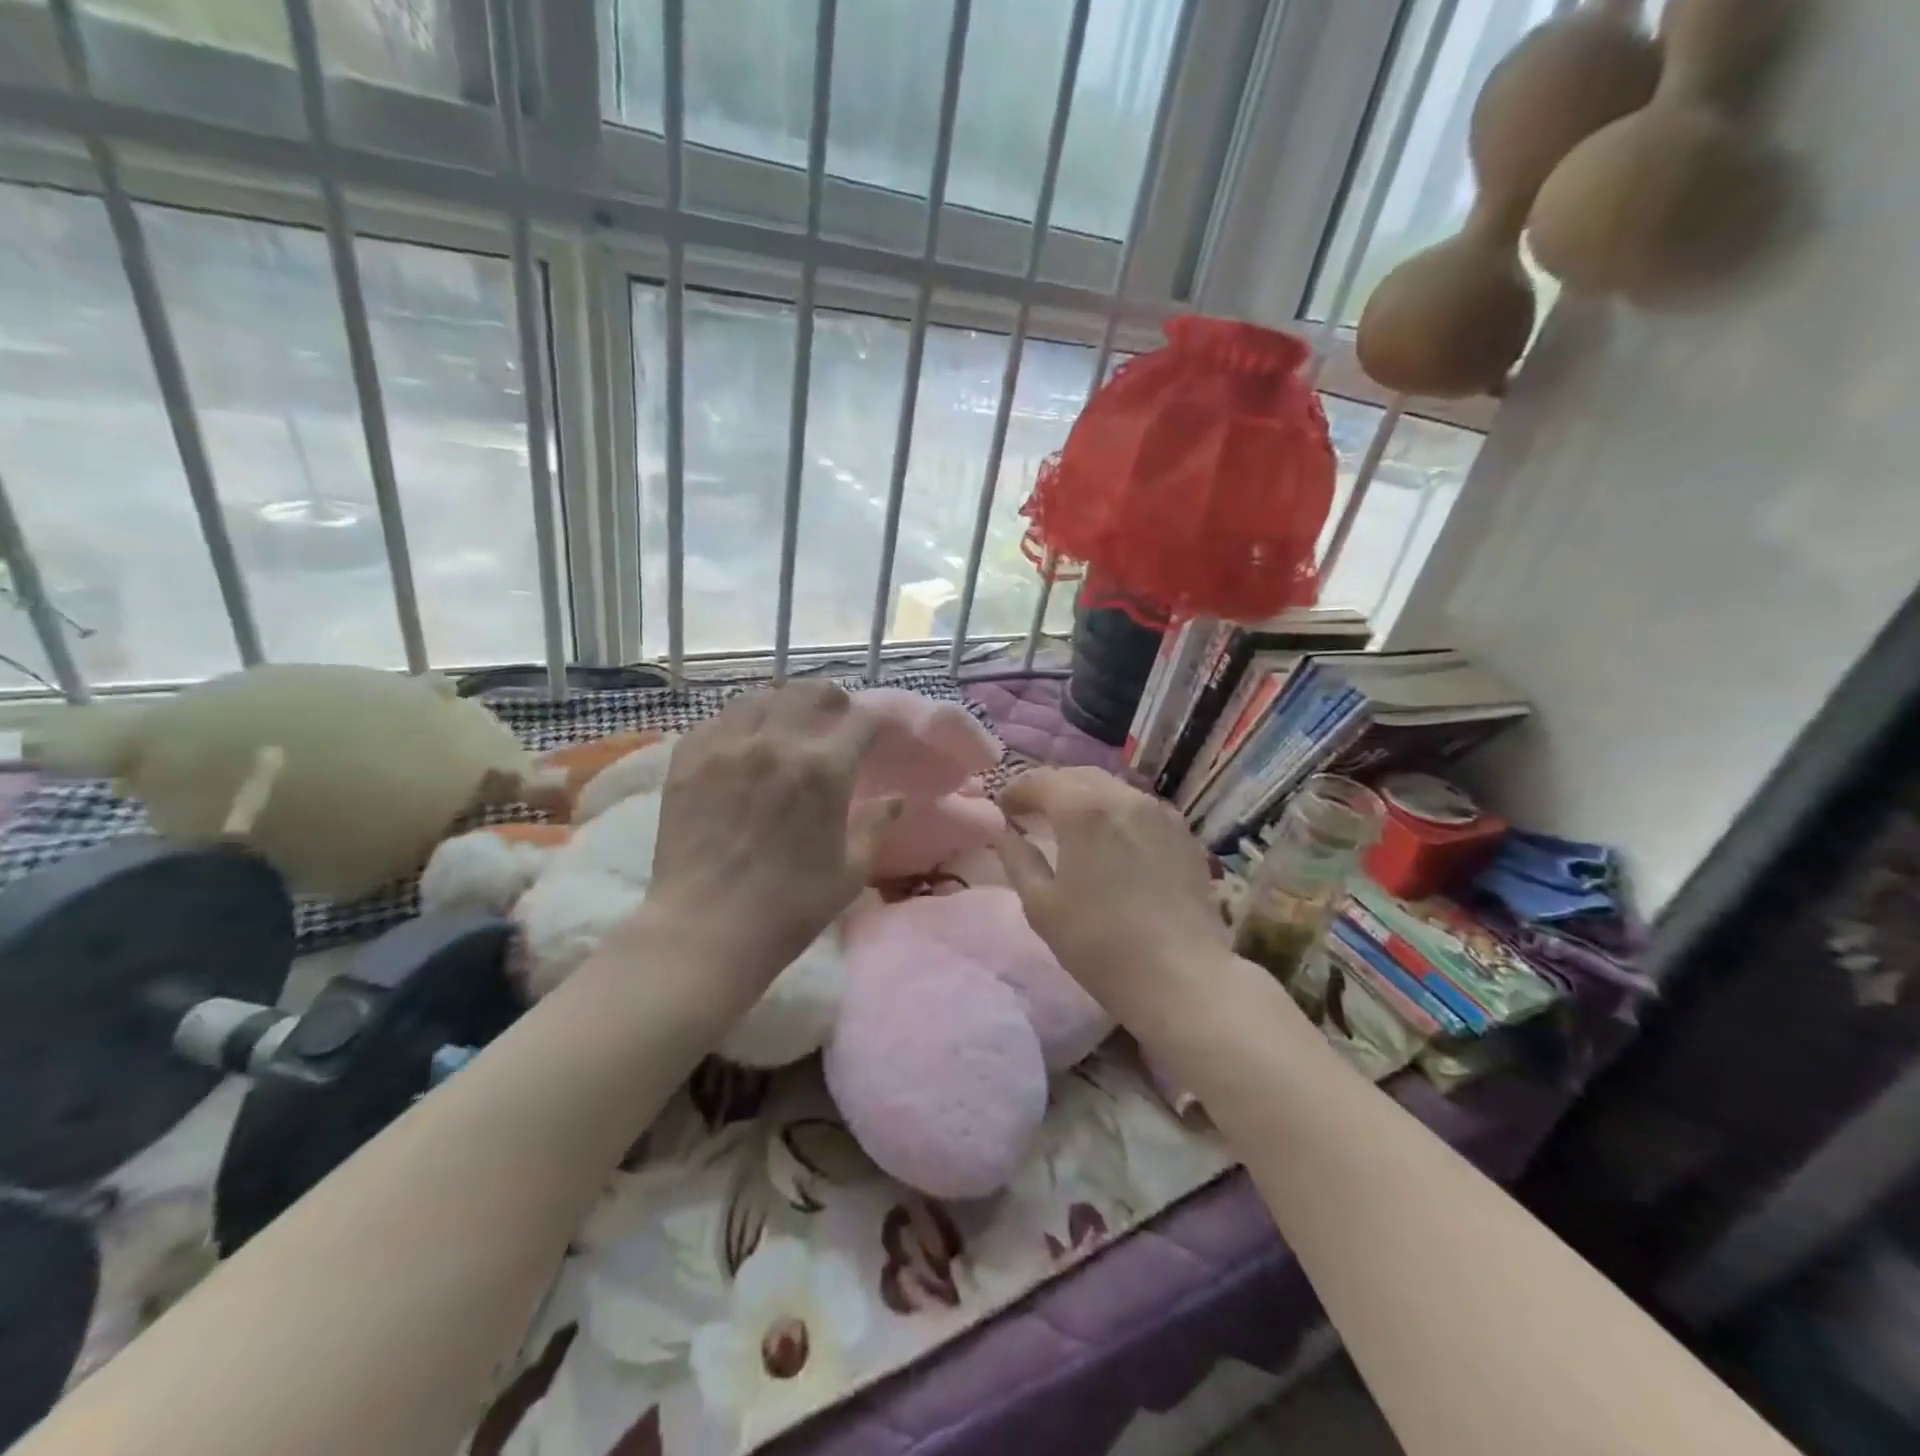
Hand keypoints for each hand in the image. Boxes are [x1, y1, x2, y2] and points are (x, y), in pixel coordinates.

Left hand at [642, 683, 899, 993]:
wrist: (706, 930)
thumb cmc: (790, 908)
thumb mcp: (849, 871)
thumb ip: (874, 826)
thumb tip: (895, 800)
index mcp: (825, 769)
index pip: (862, 721)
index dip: (875, 722)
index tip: (876, 732)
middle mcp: (777, 742)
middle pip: (809, 693)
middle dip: (830, 697)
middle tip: (835, 711)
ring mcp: (727, 746)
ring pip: (760, 698)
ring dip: (783, 702)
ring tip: (786, 719)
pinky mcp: (688, 759)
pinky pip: (717, 720)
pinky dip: (738, 721)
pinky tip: (741, 739)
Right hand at [994, 767, 1226, 1017]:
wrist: (1180, 977)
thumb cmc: (1099, 943)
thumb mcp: (1041, 905)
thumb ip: (1017, 858)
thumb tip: (1004, 832)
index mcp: (1083, 809)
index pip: (1040, 780)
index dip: (1015, 790)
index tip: (1002, 809)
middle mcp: (1124, 797)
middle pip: (1078, 776)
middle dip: (1050, 789)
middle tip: (1032, 813)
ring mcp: (1160, 812)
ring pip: (1113, 788)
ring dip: (1085, 798)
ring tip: (1071, 826)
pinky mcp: (1184, 833)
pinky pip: (1140, 808)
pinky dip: (1116, 813)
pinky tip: (1112, 840)